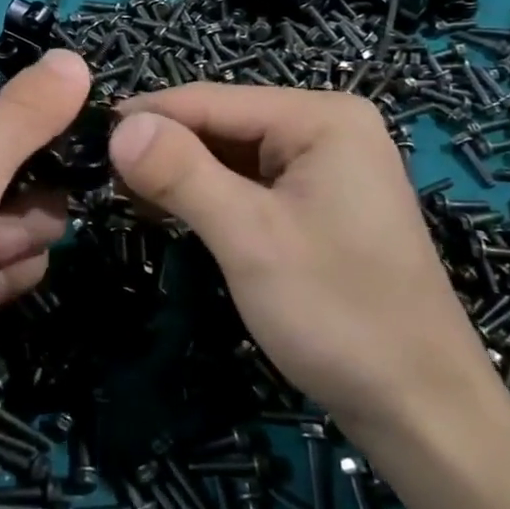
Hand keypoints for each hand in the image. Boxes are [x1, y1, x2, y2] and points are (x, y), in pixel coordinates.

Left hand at [0, 49, 90, 483]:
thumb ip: (24, 116)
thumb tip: (75, 56)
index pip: (20, 121)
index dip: (46, 148)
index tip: (57, 174)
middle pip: (27, 177)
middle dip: (26, 212)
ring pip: (25, 228)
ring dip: (14, 253)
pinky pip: (8, 271)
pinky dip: (0, 287)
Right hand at [107, 85, 503, 456]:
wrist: (422, 408)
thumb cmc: (338, 313)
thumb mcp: (249, 237)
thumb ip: (182, 173)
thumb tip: (119, 127)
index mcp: (322, 117)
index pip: (212, 100)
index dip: (147, 117)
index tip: (87, 139)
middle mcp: (328, 127)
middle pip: (223, 124)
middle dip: (165, 148)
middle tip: (102, 179)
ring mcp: (329, 166)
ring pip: (234, 154)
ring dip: (184, 174)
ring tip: (128, 196)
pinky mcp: (322, 202)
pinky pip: (253, 183)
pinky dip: (212, 195)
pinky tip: (175, 211)